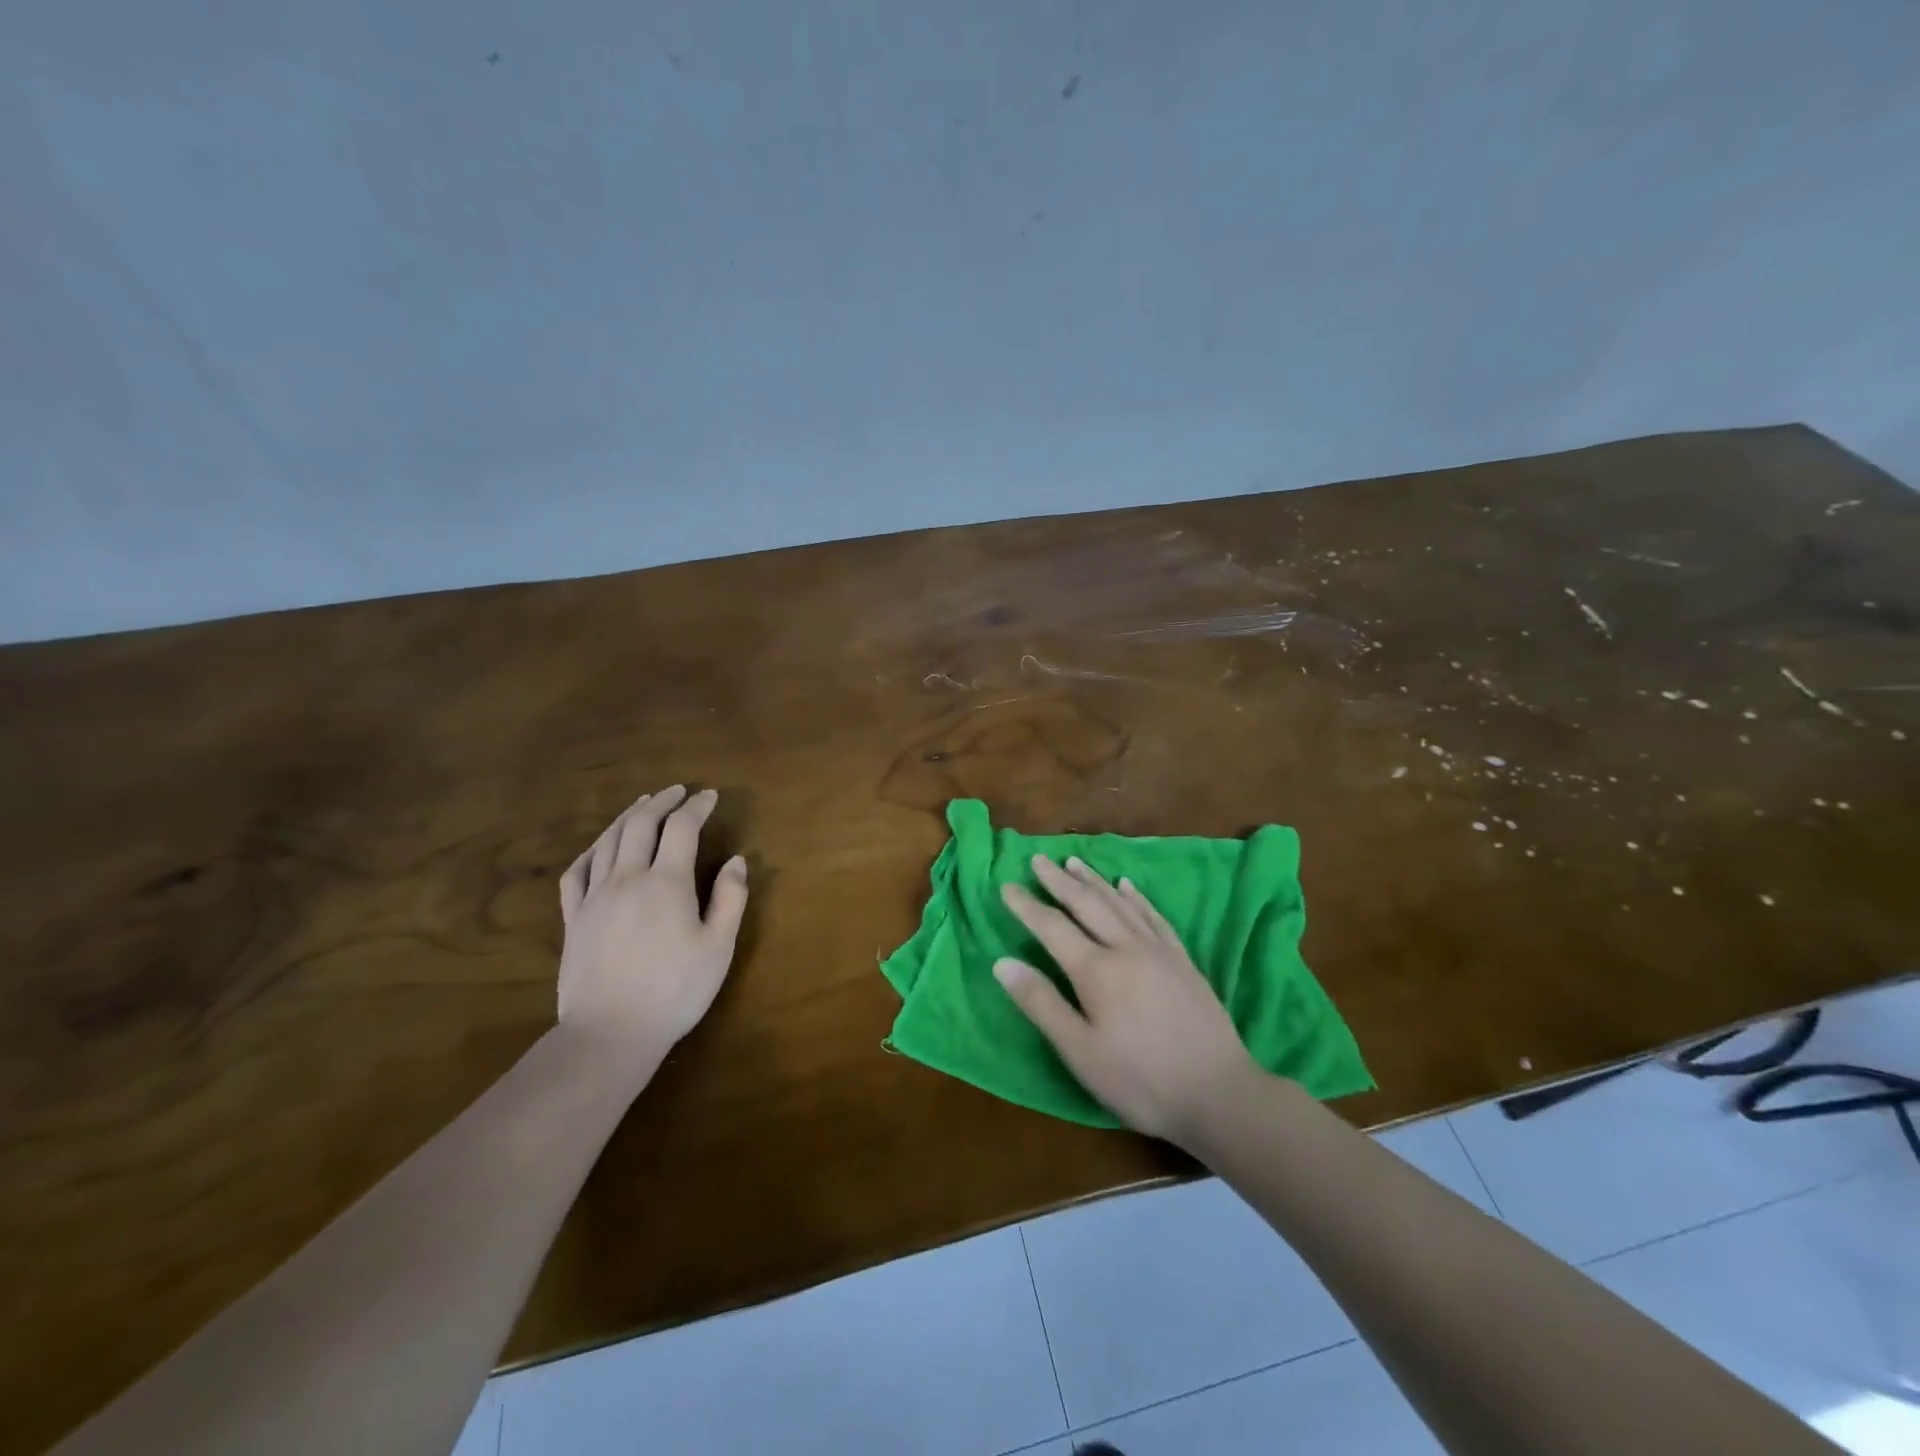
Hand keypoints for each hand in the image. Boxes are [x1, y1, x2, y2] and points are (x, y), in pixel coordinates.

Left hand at [555, 786, 748, 1065]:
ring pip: (608, 840)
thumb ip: (730, 899)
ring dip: (628, 816)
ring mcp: (594, 897)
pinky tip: (600, 847)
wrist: (610, 1033)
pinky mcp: (574, 918)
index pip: (681, 827)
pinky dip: (591, 849)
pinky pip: (576, 871)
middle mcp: (627, 878)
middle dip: (661, 801)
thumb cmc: (674, 991)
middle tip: (678, 791)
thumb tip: (737, 860)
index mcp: (666, 882)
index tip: (709, 796)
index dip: (697, 806)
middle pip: (641, 824)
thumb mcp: (718, 947)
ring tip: (642, 804)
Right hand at [996, 856, 1259, 1143]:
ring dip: (1094, 880)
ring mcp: (1159, 951)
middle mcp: (1126, 948)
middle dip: (1059, 881)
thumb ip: (1041, 1003)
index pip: (1052, 927)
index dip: (1027, 906)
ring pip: (1120, 903)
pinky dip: (1136, 897)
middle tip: (1039, 859)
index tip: (1007, 886)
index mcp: (1096, 970)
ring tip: (1074, 861)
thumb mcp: (1080, 1052)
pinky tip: (1128, 886)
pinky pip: (1154, 916)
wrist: (1219, 1093)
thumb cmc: (1140, 1080)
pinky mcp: (1183, 961)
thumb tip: (1002, 963)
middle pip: (1087, 904)